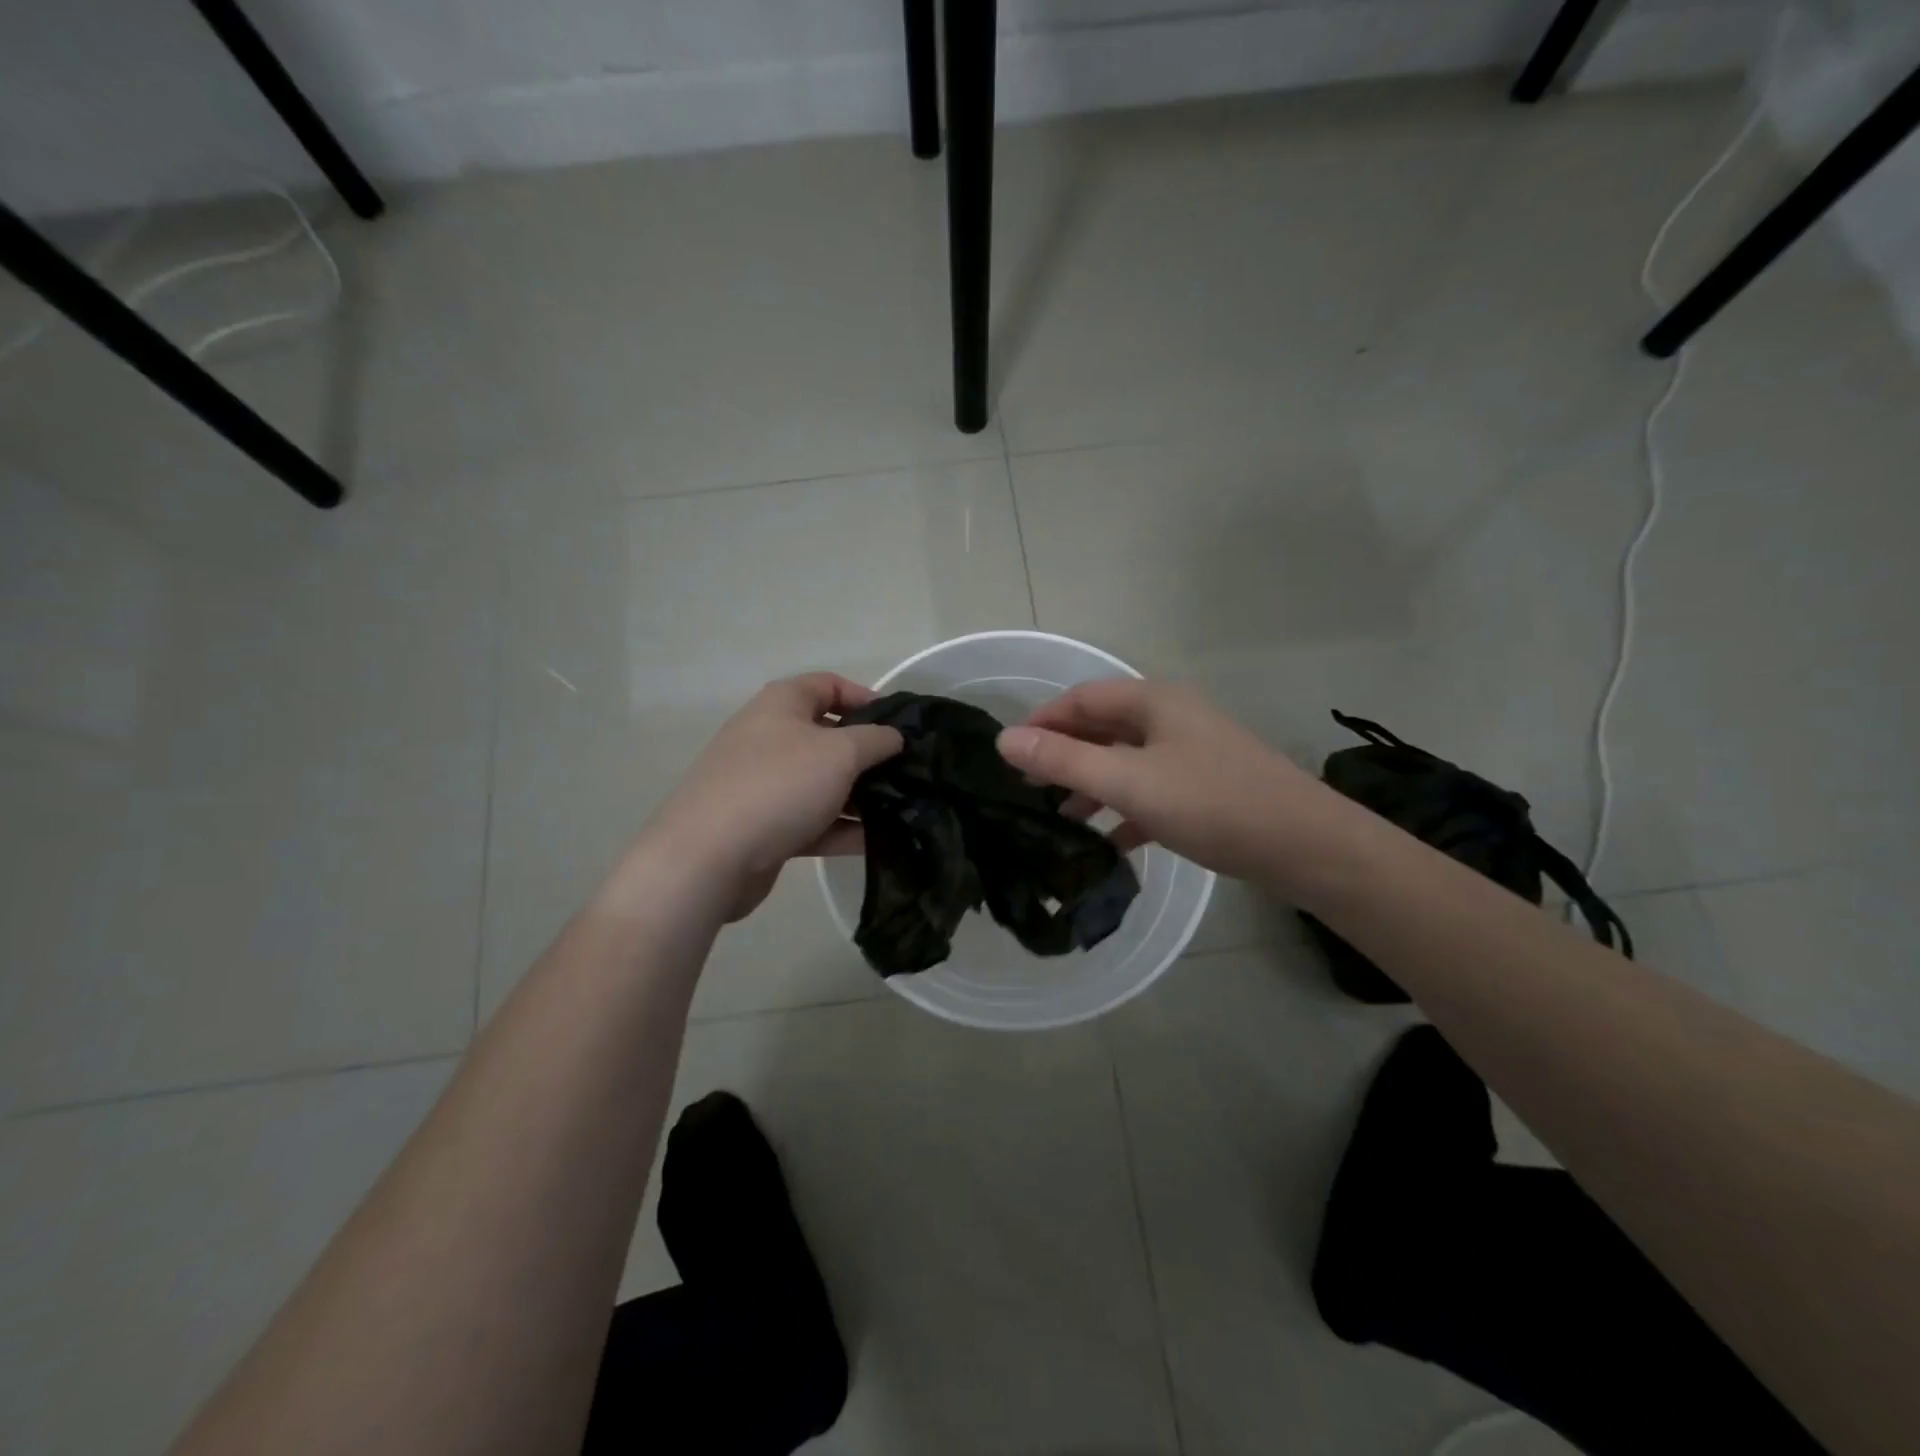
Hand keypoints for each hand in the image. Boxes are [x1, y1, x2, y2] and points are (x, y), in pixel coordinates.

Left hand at [648, 674, 901, 921]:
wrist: (709, 858)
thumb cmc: (779, 786)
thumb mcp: (840, 753)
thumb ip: (876, 740)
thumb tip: (894, 737)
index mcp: (782, 704)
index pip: (829, 685)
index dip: (866, 698)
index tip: (900, 726)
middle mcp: (770, 737)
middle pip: (828, 737)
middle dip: (868, 754)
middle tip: (907, 773)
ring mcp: (765, 784)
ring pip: (822, 783)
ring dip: (859, 796)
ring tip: (902, 810)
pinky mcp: (765, 826)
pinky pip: (812, 820)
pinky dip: (841, 828)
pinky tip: (877, 842)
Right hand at [996, 679, 1324, 884]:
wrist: (1306, 847)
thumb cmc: (1212, 803)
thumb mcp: (1129, 782)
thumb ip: (1065, 760)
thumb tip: (1004, 740)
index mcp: (1153, 702)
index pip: (1081, 699)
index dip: (1041, 721)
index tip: (1008, 755)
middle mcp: (1171, 719)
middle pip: (1102, 729)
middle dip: (1064, 755)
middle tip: (1026, 788)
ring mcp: (1191, 754)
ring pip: (1126, 763)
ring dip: (1091, 786)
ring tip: (1059, 819)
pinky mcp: (1205, 790)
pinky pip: (1151, 793)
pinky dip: (1125, 812)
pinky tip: (1108, 844)